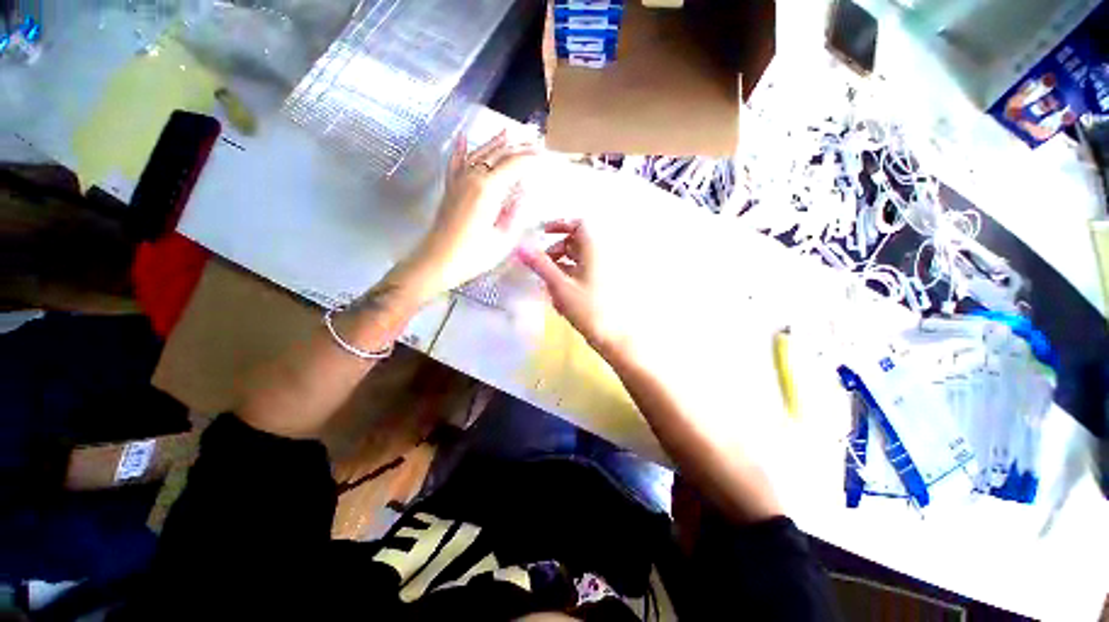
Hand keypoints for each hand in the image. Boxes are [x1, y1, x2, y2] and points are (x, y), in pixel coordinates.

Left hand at [396, 132, 539, 302]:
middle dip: (517, 147)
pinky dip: (460, 149)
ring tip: (508, 132)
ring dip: (494, 142)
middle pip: (497, 155)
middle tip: (535, 141)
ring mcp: (458, 181)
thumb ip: (514, 213)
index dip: (530, 159)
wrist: (437, 262)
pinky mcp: (450, 188)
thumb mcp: (503, 239)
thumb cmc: (473, 255)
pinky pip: (455, 162)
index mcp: (487, 189)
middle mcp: (472, 177)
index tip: (544, 156)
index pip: (513, 165)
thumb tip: (523, 192)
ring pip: (478, 154)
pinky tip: (463, 136)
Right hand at [517, 219, 628, 357]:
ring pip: (579, 259)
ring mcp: (604, 271)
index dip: (560, 224)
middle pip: (577, 242)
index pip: (579, 224)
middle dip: (557, 249)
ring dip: (562, 265)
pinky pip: (584, 273)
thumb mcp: (560, 286)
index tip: (542, 233)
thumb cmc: (588, 308)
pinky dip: (570, 277)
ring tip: (548, 283)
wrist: (614, 336)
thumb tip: (520, 247)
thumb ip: (541, 265)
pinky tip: (559, 295)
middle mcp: (602, 255)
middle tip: (541, 263)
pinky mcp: (603, 285)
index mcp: (595, 249)